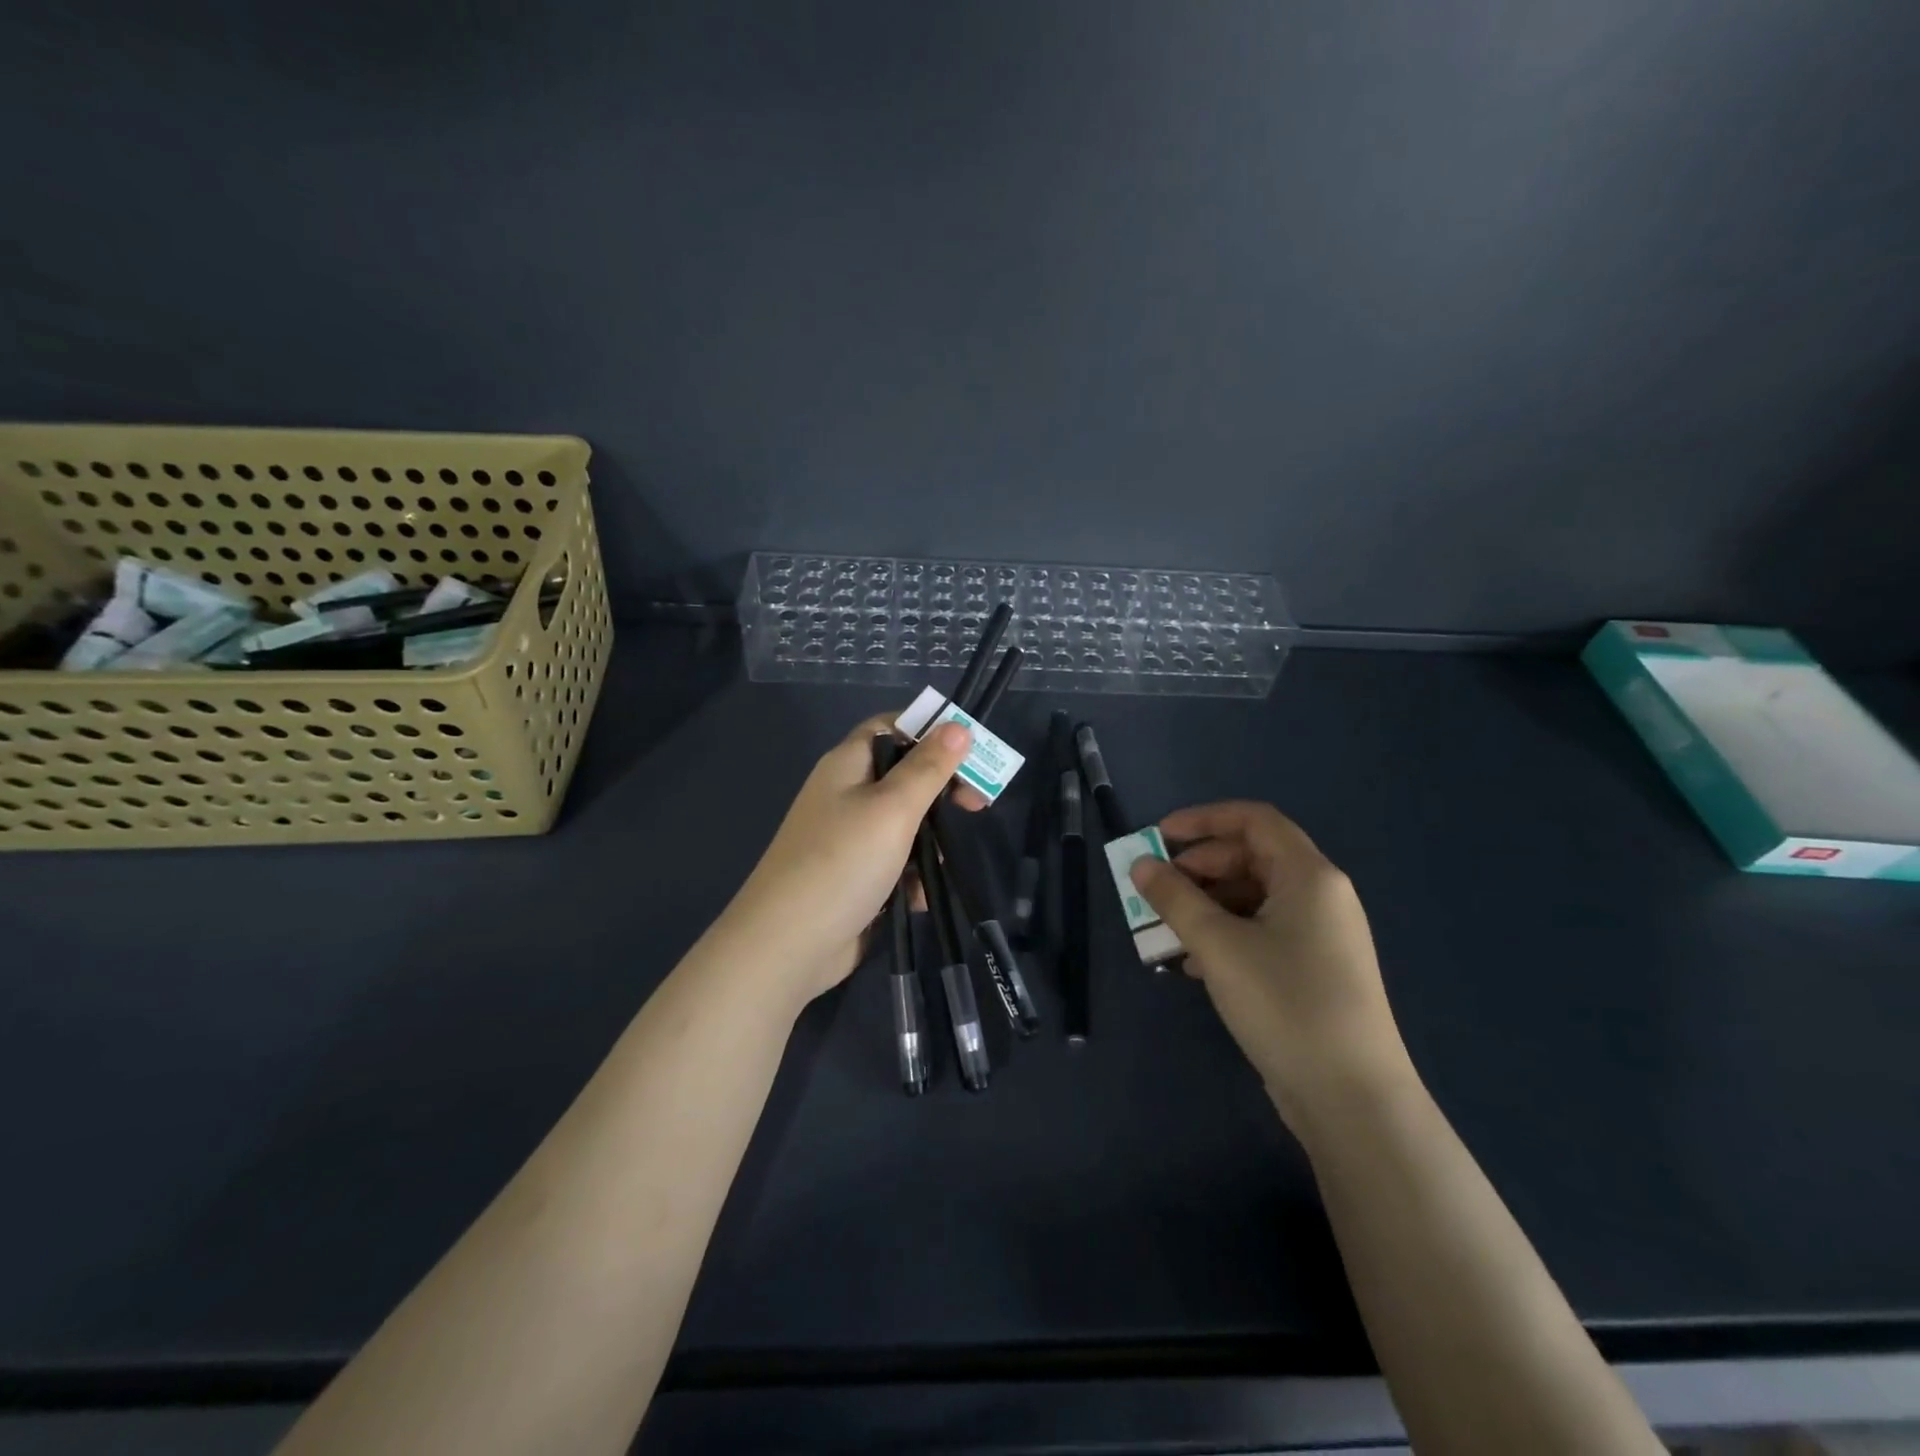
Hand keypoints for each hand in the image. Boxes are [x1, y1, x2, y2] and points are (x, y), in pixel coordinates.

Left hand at [724, 713, 979, 1002]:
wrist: (787, 945)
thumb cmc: (842, 862)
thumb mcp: (893, 808)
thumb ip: (929, 767)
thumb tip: (958, 726)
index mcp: (848, 764)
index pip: (892, 725)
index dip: (930, 730)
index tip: (969, 750)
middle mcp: (846, 793)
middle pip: (904, 775)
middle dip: (941, 790)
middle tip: (976, 806)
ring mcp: (847, 837)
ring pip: (904, 822)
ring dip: (929, 840)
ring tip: (939, 862)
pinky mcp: (854, 875)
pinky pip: (894, 861)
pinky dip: (911, 875)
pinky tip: (918, 897)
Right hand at [1129, 801, 1410, 1125]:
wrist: (1352, 1099)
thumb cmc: (1284, 1003)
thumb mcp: (1218, 945)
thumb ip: (1174, 899)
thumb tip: (1141, 865)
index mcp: (1309, 875)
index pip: (1254, 820)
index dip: (1203, 820)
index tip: (1159, 837)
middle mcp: (1320, 896)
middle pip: (1251, 858)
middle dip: (1199, 867)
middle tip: (1157, 889)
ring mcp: (1320, 936)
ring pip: (1253, 898)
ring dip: (1206, 905)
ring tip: (1166, 929)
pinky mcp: (1314, 971)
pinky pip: (1262, 932)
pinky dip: (1225, 934)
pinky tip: (1192, 963)